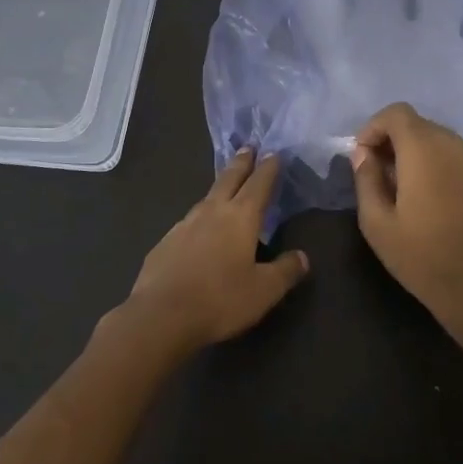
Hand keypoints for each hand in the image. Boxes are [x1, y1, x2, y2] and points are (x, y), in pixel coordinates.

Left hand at [126, 149, 309, 351]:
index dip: (268, 168)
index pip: (259, 184)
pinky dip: (200, 218)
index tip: (274, 153)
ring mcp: (184, 225)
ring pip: (206, 198)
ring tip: (226, 187)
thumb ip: (286, 271)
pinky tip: (199, 231)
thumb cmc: (220, 300)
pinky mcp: (165, 242)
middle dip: (241, 163)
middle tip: (248, 147)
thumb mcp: (264, 291)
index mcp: (240, 217)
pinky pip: (188, 222)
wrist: (160, 316)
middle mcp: (212, 212)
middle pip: (229, 179)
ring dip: (220, 188)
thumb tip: (302, 256)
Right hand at [351, 102, 462, 327]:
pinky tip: (436, 202)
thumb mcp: (376, 222)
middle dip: (395, 141)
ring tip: (406, 188)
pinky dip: (442, 169)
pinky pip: (460, 162)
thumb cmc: (419, 255)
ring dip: (419, 154)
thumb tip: (363, 153)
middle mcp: (454, 146)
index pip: (396, 113)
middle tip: (380, 173)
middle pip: (419, 125)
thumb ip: (366, 178)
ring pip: (442, 142)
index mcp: (423, 150)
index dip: (374, 127)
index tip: (363, 156)